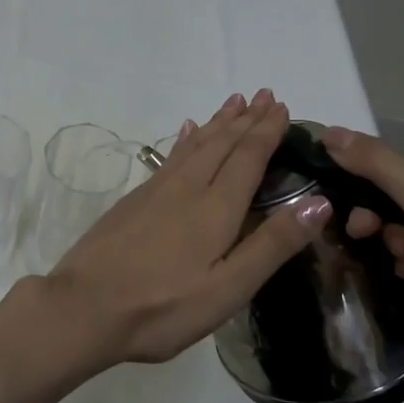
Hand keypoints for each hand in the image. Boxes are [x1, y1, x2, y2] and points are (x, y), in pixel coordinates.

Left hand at [36, 90, 331, 370]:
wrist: (84, 307)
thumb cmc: (163, 307)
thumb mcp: (228, 288)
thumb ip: (272, 244)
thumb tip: (319, 201)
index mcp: (215, 208)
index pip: (248, 157)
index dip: (266, 131)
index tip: (282, 107)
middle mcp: (186, 188)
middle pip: (221, 143)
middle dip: (246, 119)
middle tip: (264, 94)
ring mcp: (155, 191)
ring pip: (194, 145)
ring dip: (217, 123)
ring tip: (233, 103)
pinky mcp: (133, 200)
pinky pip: (170, 156)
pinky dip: (185, 139)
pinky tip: (185, 131)